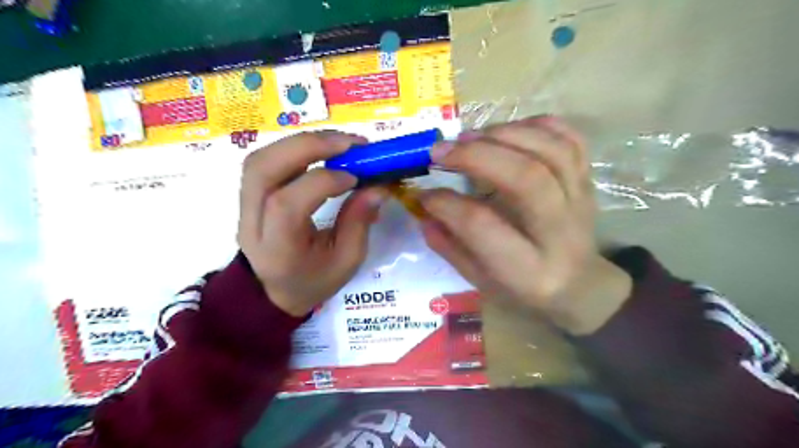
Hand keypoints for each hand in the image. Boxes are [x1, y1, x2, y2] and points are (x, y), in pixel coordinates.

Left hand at [237, 132, 386, 316]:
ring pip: (260, 159)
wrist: (273, 292)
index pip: (288, 205)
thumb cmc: (314, 281)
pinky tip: (320, 149)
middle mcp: (252, 223)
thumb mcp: (346, 261)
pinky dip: (293, 148)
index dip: (323, 181)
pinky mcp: (248, 195)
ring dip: (300, 142)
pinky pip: (264, 161)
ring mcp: (244, 207)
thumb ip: (359, 222)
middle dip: (308, 146)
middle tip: (349, 143)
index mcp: (278, 250)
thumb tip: (378, 187)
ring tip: (338, 142)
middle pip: (263, 170)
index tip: (356, 177)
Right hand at [419, 118, 630, 333]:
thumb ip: (451, 247)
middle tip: (440, 150)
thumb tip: (424, 210)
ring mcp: (580, 202)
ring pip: (551, 152)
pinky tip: (508, 129)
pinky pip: (572, 140)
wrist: (580, 285)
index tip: (424, 194)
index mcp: (529, 270)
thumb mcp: (481, 281)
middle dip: (477, 156)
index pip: (482, 225)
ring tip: (469, 137)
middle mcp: (560, 232)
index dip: (447, 204)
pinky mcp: (588, 182)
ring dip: (504, 134)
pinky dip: (538, 125)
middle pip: (526, 178)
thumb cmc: (524, 289)